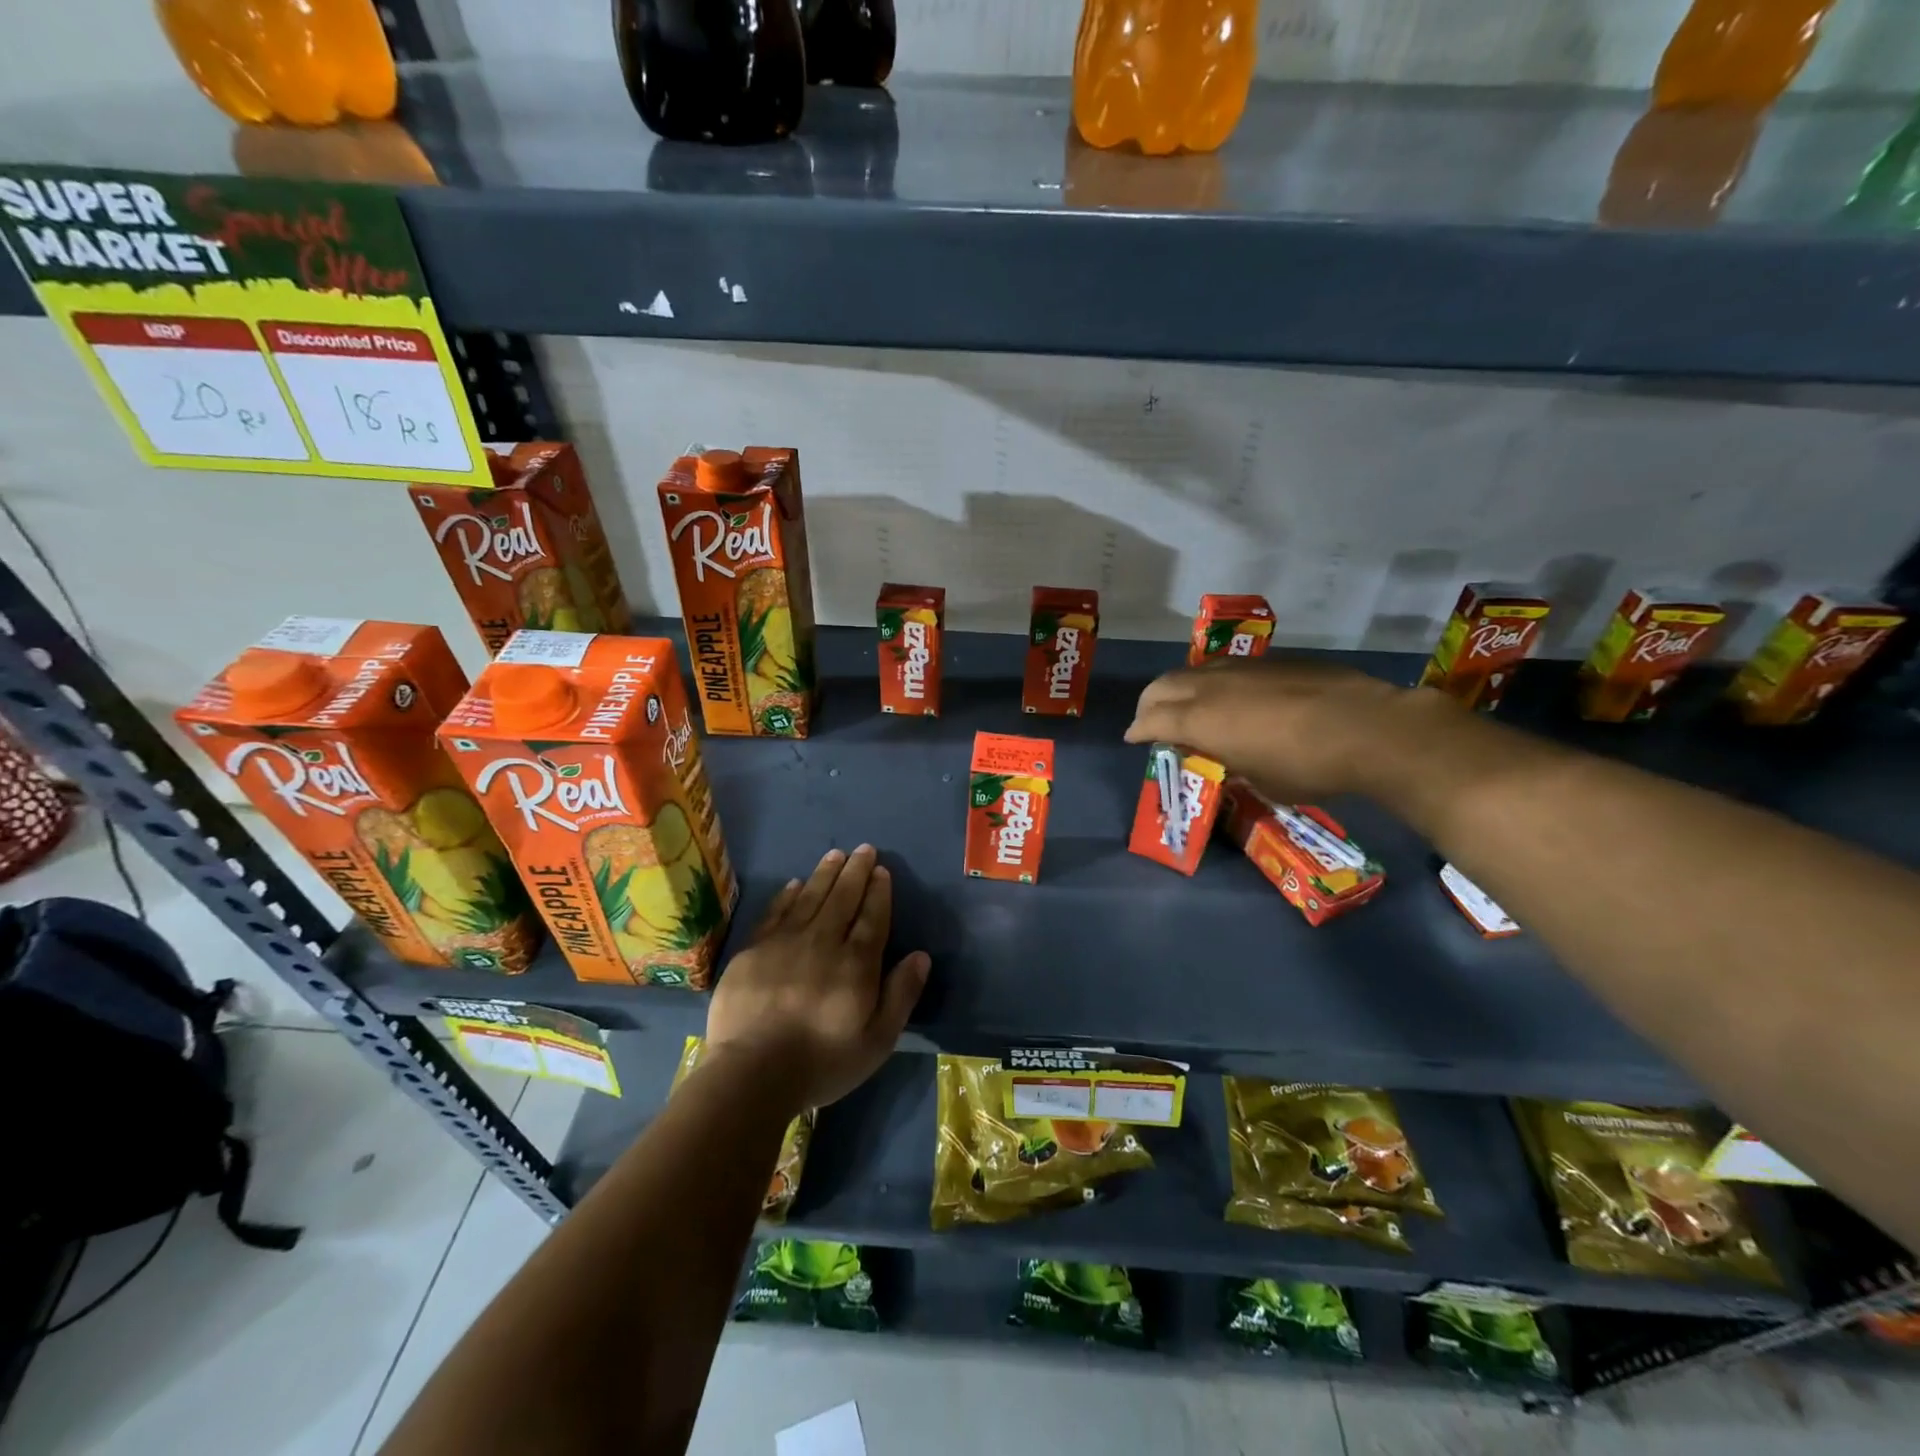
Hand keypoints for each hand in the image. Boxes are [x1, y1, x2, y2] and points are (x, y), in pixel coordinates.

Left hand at [706, 844, 930, 1113]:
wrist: (752, 1073)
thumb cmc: (822, 1062)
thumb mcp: (877, 1041)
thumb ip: (901, 995)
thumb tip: (921, 956)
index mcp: (856, 963)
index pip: (872, 916)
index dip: (878, 891)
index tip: (882, 870)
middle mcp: (823, 942)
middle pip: (842, 898)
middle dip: (856, 871)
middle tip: (864, 849)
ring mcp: (784, 943)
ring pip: (810, 897)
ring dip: (825, 874)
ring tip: (835, 855)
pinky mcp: (753, 951)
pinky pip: (775, 912)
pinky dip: (787, 895)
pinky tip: (794, 884)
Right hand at [1124, 657, 1416, 801]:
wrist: (1369, 728)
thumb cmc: (1307, 767)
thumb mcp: (1258, 779)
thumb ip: (1230, 761)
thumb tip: (1225, 754)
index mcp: (1200, 720)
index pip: (1151, 720)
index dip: (1137, 731)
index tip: (1132, 739)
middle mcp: (1211, 687)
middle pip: (1161, 686)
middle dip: (1148, 704)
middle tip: (1150, 721)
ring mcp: (1241, 668)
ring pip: (1192, 671)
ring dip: (1179, 689)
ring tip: (1187, 706)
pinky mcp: (1271, 662)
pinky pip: (1225, 669)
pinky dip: (1212, 683)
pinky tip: (1232, 698)